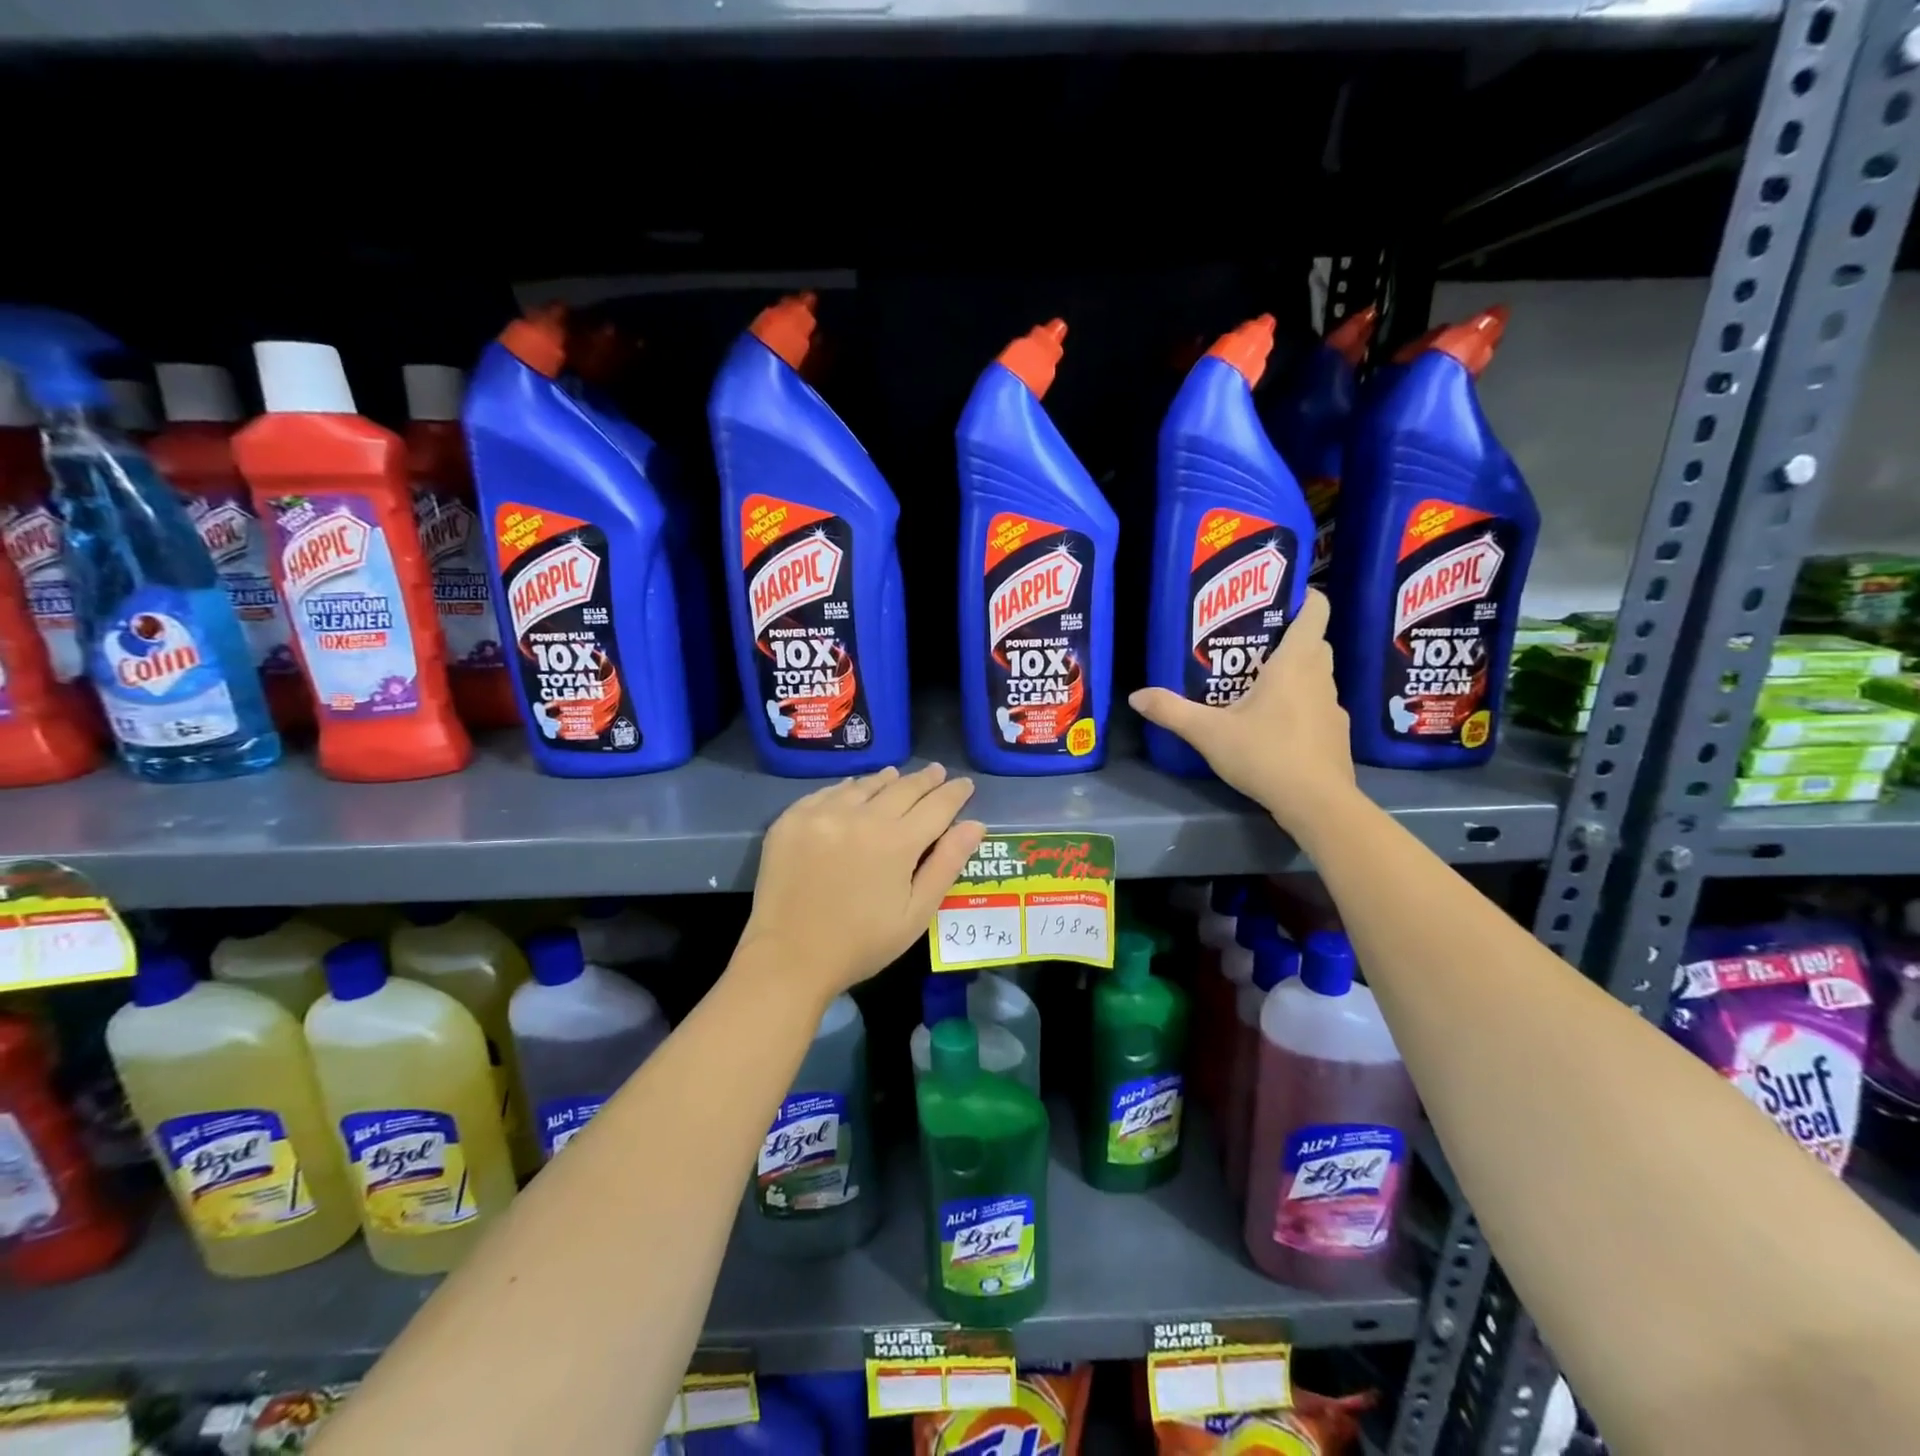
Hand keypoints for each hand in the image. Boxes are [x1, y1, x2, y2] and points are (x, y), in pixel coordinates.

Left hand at [741, 764, 985, 999]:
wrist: (787, 958)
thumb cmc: (861, 944)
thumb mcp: (915, 913)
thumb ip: (946, 864)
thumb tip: (975, 825)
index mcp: (897, 842)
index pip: (937, 805)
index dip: (955, 793)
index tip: (965, 784)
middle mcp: (862, 817)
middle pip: (903, 788)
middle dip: (925, 780)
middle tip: (938, 772)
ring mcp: (823, 814)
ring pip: (865, 785)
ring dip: (887, 780)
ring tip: (897, 776)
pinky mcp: (793, 819)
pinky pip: (829, 792)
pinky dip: (848, 789)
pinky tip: (853, 790)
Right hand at [1129, 588, 1356, 829]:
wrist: (1317, 803)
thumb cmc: (1265, 754)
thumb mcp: (1208, 733)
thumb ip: (1172, 711)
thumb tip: (1136, 696)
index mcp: (1295, 663)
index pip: (1316, 611)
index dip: (1304, 597)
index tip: (1279, 598)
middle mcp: (1320, 677)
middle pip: (1314, 642)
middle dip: (1289, 638)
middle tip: (1252, 645)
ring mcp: (1334, 707)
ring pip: (1317, 676)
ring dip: (1295, 674)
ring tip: (1258, 686)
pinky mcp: (1337, 735)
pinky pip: (1319, 707)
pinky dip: (1302, 707)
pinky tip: (1276, 727)